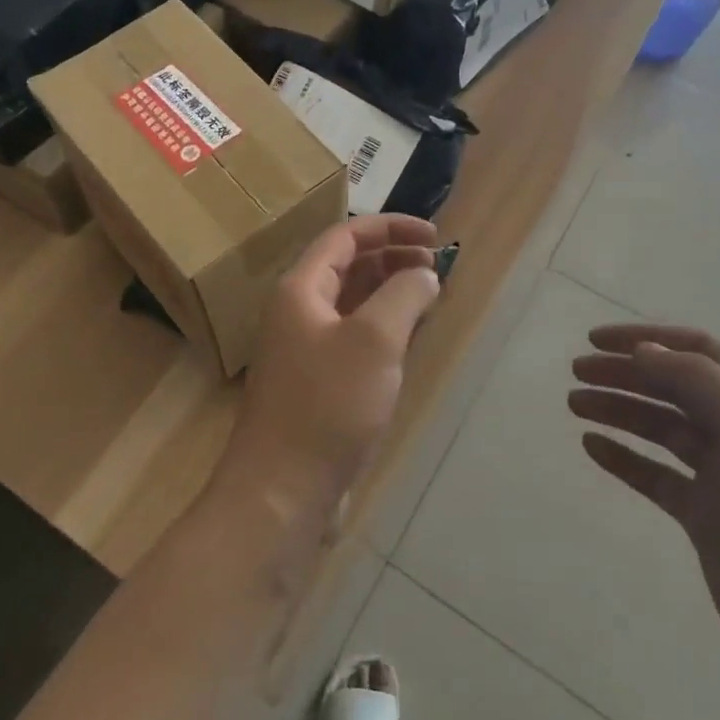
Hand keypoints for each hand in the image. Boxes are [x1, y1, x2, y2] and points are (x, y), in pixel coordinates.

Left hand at [215, 216, 441, 521]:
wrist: (282, 492)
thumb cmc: (327, 406)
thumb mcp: (374, 342)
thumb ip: (404, 296)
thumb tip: (424, 274)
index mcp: (300, 289)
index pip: (345, 236)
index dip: (390, 227)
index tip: (435, 236)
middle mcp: (298, 311)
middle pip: (348, 267)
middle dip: (393, 258)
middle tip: (437, 267)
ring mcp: (306, 349)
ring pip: (353, 303)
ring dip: (390, 292)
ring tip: (430, 296)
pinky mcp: (318, 383)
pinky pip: (354, 338)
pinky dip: (383, 328)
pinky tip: (409, 338)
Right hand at [569, 326, 719, 706]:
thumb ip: (698, 382)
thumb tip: (645, 350)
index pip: (698, 351)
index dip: (646, 338)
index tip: (595, 340)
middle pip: (674, 387)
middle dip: (624, 374)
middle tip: (576, 373)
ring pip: (661, 429)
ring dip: (618, 410)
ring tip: (574, 405)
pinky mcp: (707, 518)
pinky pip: (656, 476)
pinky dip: (624, 457)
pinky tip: (593, 447)